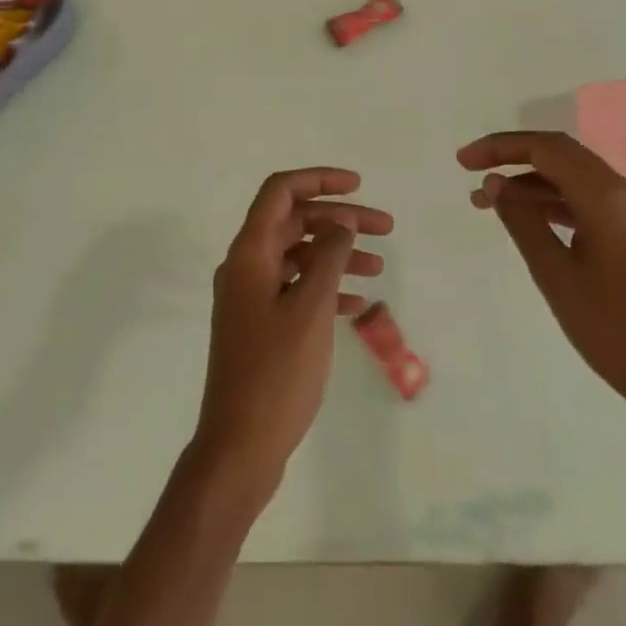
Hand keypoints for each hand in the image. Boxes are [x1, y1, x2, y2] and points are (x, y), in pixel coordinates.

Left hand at [192, 168, 390, 502]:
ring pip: (298, 255)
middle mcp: (246, 266)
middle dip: (339, 220)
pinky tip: (357, 302)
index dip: (319, 179)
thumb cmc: (276, 373)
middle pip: (294, 222)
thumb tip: (341, 223)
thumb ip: (328, 257)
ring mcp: (251, 297)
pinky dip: (325, 286)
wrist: (239, 447)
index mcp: (250, 253)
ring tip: (379, 267)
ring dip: (337, 254)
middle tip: (385, 228)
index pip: (280, 192)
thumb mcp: (310, 309)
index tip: (358, 186)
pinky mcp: (261, 325)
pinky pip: (296, 289)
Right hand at [458, 132, 625, 424]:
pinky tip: (526, 216)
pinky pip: (587, 198)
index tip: (464, 161)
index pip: (547, 149)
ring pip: (573, 176)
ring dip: (530, 181)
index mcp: (607, 198)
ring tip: (486, 200)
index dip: (501, 148)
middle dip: (513, 156)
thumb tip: (494, 183)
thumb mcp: (555, 275)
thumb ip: (522, 221)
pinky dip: (552, 200)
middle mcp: (624, 193)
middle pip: (561, 154)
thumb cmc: (612, 329)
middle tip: (471, 168)